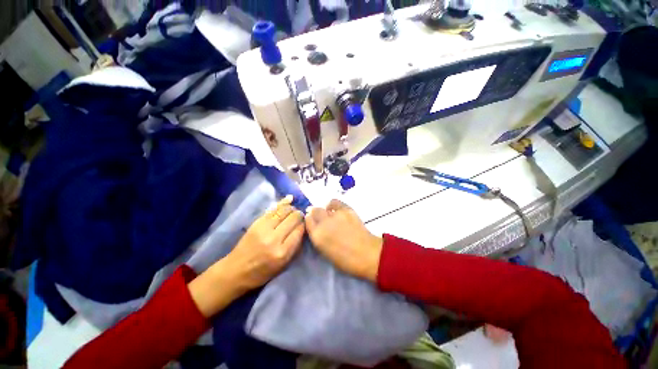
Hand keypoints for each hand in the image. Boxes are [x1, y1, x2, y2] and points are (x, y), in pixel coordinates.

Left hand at [189, 196, 304, 316]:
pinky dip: (283, 203)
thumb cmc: (262, 272)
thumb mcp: (283, 265)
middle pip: (293, 218)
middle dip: (299, 215)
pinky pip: (273, 209)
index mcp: (282, 252)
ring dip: (292, 209)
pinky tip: (290, 199)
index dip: (304, 225)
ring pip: (284, 211)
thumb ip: (295, 246)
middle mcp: (274, 239)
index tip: (306, 223)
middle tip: (301, 216)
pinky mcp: (256, 222)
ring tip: (294, 210)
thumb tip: (303, 228)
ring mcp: (264, 228)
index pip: (299, 230)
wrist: (236, 270)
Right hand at [305, 199, 382, 281]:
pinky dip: (333, 205)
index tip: (313, 222)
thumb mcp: (325, 252)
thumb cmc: (345, 260)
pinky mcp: (346, 209)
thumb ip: (318, 237)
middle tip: (321, 219)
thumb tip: (315, 226)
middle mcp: (324, 223)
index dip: (310, 220)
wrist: (367, 254)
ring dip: (325, 211)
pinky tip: (335, 209)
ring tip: (330, 215)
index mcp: (317, 236)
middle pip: (314, 211)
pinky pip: (335, 202)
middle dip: (315, 214)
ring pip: (324, 207)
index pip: (307, 221)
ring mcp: (335, 214)